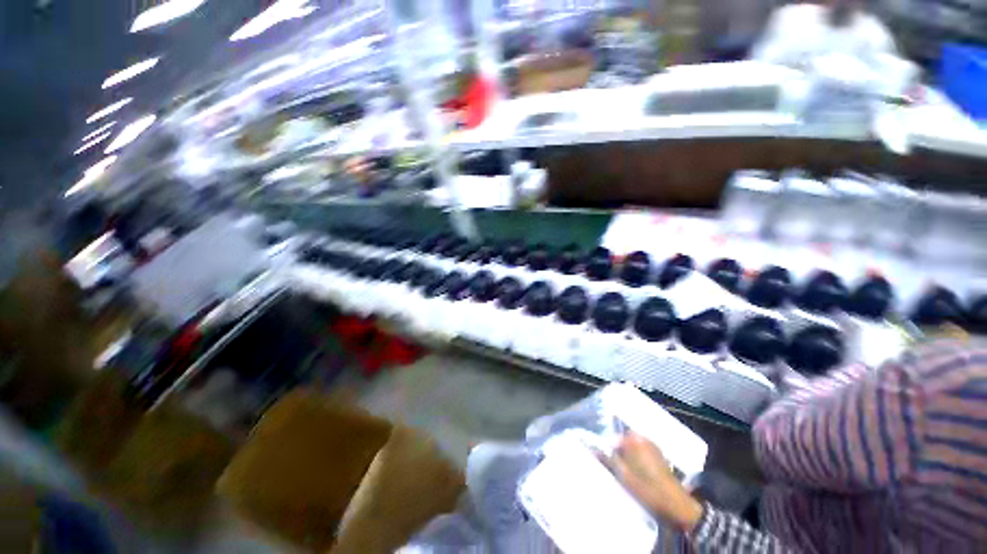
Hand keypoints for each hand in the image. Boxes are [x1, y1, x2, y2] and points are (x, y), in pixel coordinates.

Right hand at [611, 432, 703, 532]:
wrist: (676, 504)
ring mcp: (653, 445)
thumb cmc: (646, 488)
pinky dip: (638, 459)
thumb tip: (593, 449)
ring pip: (633, 447)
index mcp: (632, 439)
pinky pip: (642, 452)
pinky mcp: (660, 455)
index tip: (606, 462)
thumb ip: (607, 460)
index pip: (613, 439)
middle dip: (618, 452)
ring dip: (628, 456)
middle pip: (623, 441)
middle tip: (616, 468)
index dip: (607, 450)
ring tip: (627, 472)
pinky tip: (638, 473)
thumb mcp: (623, 476)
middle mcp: (643, 437)